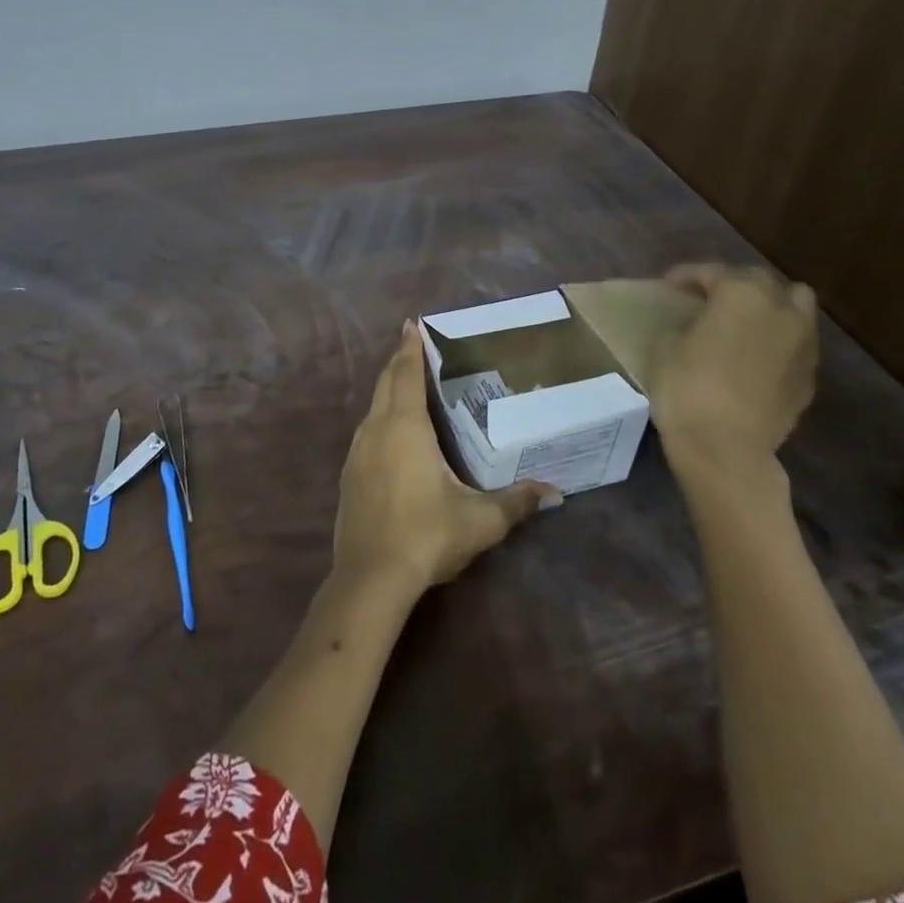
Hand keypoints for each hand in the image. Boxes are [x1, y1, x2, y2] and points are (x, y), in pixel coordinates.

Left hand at [332, 321, 559, 598]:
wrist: (371, 577)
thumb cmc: (428, 535)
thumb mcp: (481, 519)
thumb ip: (517, 501)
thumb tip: (555, 492)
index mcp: (405, 427)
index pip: (407, 374)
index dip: (411, 348)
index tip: (412, 324)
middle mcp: (377, 429)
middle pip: (386, 383)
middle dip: (399, 361)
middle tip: (412, 344)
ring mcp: (356, 452)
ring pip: (373, 406)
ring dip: (388, 389)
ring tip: (405, 383)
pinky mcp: (348, 474)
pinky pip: (366, 430)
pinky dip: (380, 416)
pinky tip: (391, 433)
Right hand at [647, 264, 818, 494]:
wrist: (725, 447)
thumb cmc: (686, 388)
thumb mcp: (666, 346)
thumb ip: (685, 323)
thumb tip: (694, 323)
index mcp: (741, 294)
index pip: (712, 271)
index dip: (687, 275)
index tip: (669, 283)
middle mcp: (780, 309)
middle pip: (761, 280)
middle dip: (734, 283)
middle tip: (708, 298)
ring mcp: (803, 342)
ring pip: (795, 305)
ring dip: (769, 306)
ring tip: (744, 321)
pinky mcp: (810, 376)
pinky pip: (796, 342)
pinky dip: (778, 339)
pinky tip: (755, 356)